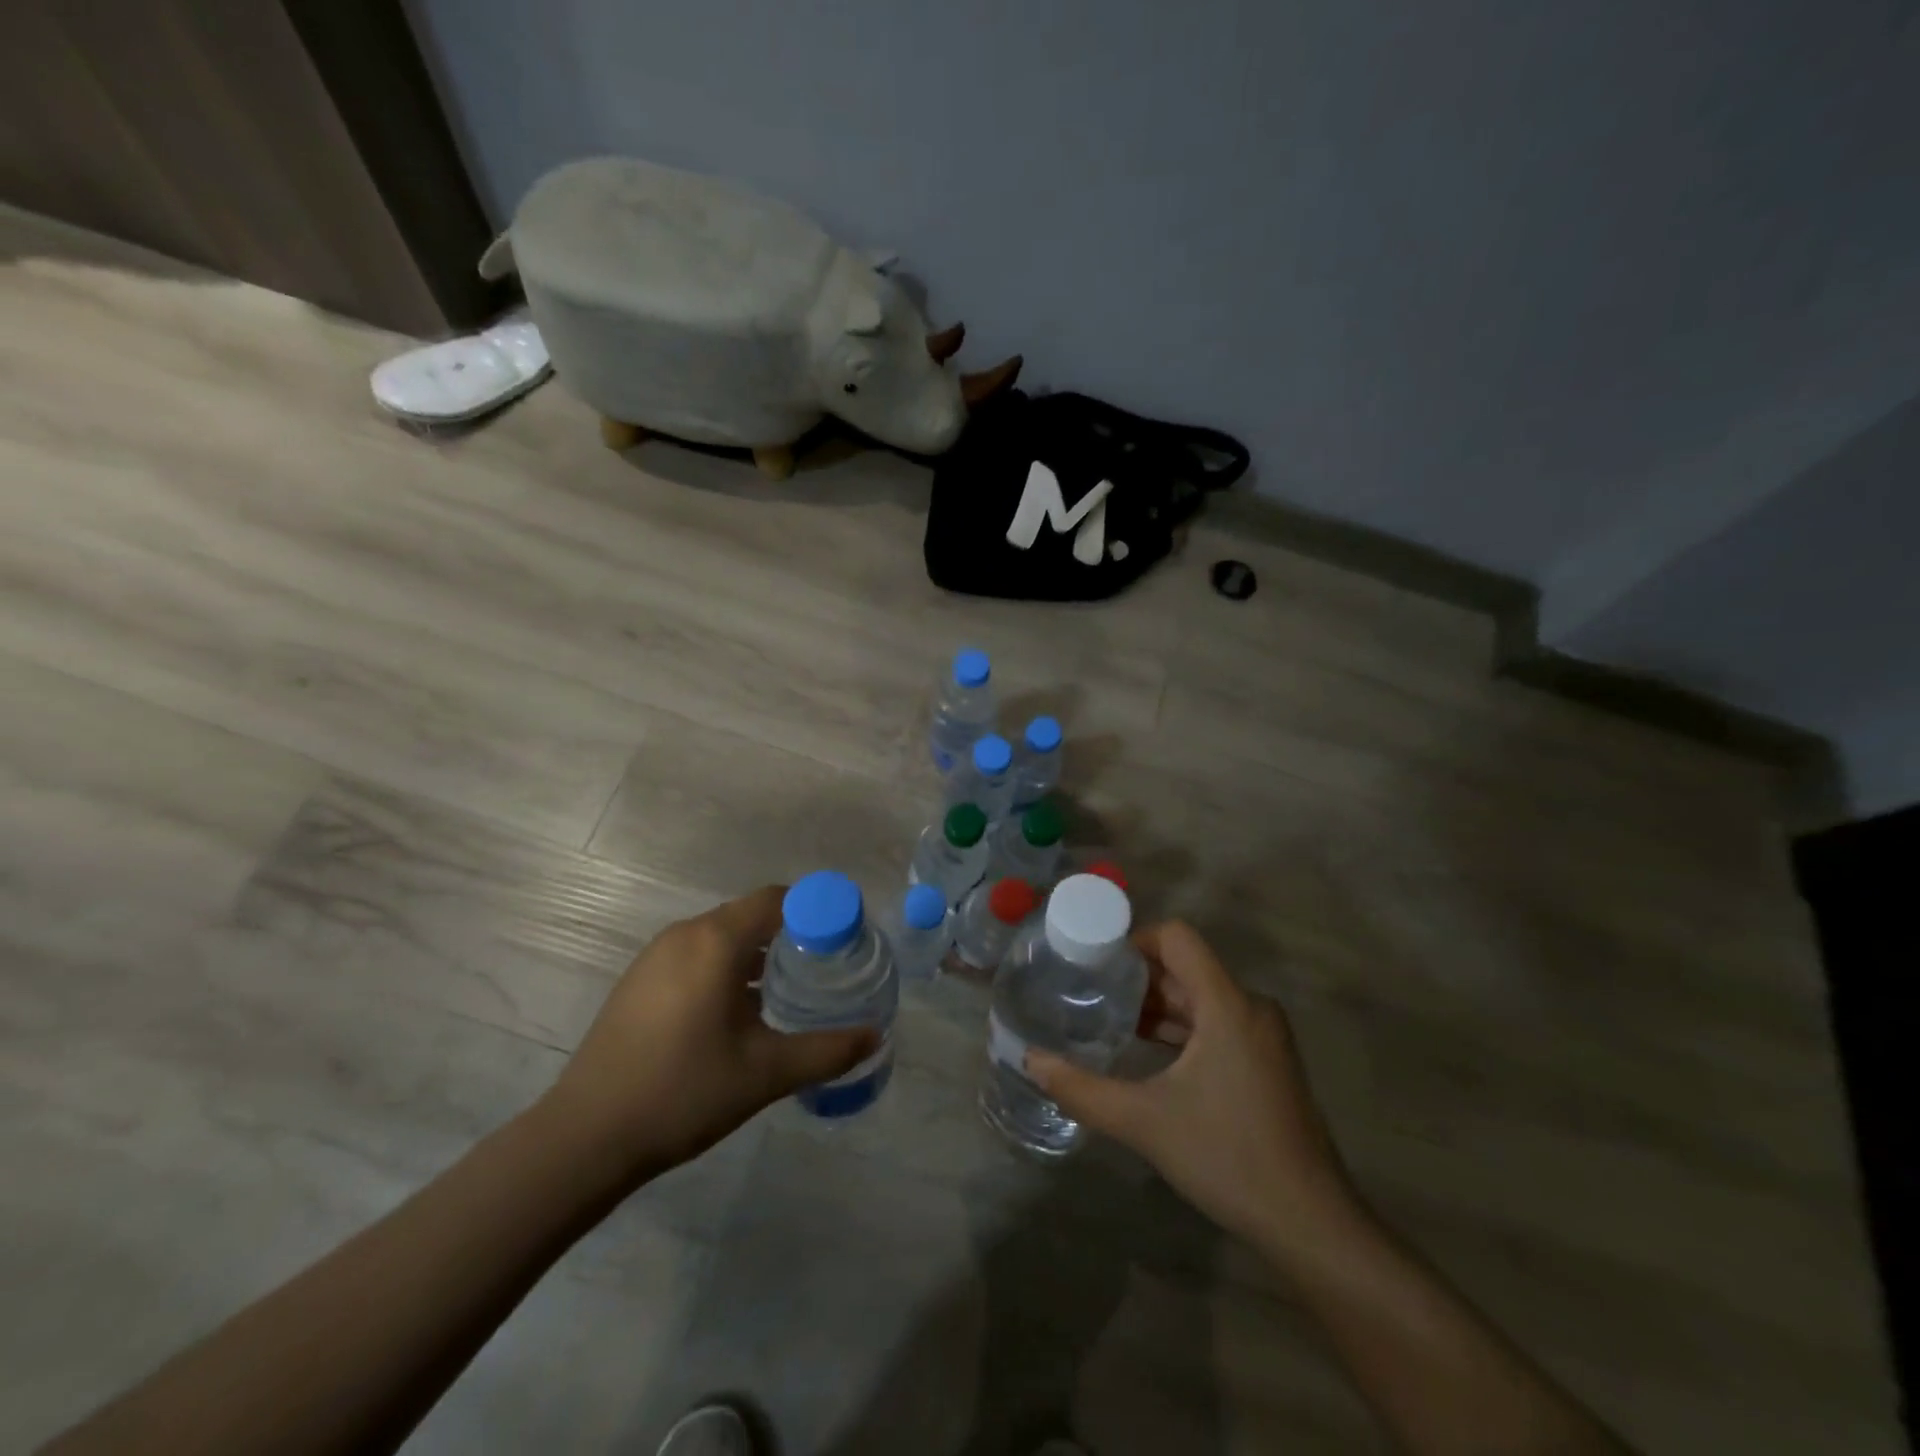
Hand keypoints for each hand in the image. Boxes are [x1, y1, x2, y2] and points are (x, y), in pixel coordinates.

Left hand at [539, 886, 876, 1189]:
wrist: (584, 1138)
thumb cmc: (683, 1093)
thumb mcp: (766, 1074)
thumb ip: (827, 1051)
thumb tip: (875, 1035)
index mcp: (717, 941)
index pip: (778, 899)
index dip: (816, 912)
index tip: (842, 942)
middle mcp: (686, 934)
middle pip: (752, 914)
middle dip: (791, 934)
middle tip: (822, 970)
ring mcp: (656, 955)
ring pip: (723, 935)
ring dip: (758, 952)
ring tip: (785, 992)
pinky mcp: (639, 979)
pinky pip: (697, 954)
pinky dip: (726, 966)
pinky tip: (736, 1013)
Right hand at [1026, 920, 1355, 1256]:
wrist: (1310, 1223)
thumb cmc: (1228, 1157)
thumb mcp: (1144, 1122)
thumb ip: (1082, 1088)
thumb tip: (1030, 1060)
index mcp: (1227, 1004)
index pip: (1177, 938)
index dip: (1133, 939)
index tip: (1095, 960)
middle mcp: (1249, 1007)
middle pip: (1186, 968)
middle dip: (1137, 977)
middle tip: (1089, 991)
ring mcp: (1263, 1036)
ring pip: (1201, 998)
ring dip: (1157, 1005)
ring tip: (1108, 1019)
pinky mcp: (1266, 1062)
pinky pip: (1216, 1024)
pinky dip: (1181, 1029)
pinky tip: (1147, 1052)